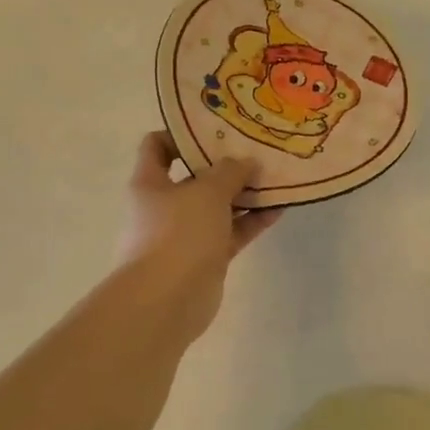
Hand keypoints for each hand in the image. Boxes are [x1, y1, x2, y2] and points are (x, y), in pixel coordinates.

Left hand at [119, 131, 280, 340]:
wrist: (166, 301)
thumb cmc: (178, 234)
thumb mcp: (206, 191)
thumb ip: (230, 171)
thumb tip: (246, 163)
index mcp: (150, 182)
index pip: (156, 146)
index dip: (181, 134)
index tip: (215, 128)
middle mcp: (164, 205)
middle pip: (194, 177)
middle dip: (225, 165)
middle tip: (257, 150)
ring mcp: (185, 234)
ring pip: (217, 206)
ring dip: (244, 194)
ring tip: (276, 177)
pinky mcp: (205, 258)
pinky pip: (231, 232)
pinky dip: (251, 221)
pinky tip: (279, 208)